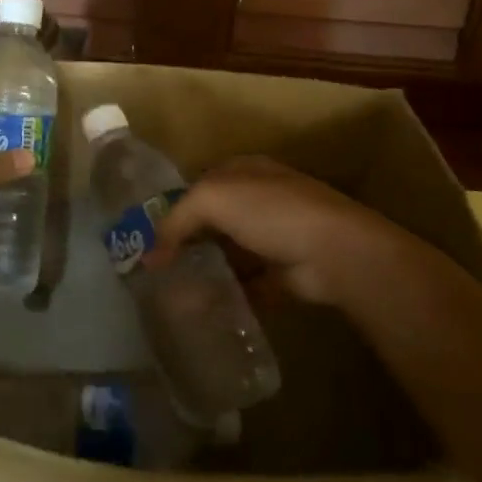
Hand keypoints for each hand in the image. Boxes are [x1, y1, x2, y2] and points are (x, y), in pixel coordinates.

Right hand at [150, 156, 409, 308]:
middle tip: (155, 270)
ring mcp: (272, 238)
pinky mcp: (281, 274)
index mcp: (244, 171)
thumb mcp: (213, 198)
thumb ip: (176, 219)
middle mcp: (258, 200)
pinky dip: (225, 296)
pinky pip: (245, 285)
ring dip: (203, 272)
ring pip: (227, 255)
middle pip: (211, 221)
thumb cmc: (271, 211)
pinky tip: (201, 310)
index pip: (199, 184)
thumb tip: (151, 254)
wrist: (334, 252)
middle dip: (185, 243)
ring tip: (171, 294)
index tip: (147, 236)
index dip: (173, 207)